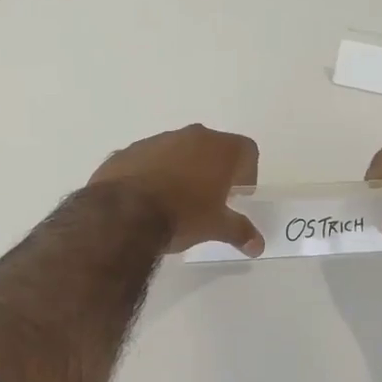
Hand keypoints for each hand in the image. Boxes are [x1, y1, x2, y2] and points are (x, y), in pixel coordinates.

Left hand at [90, 124, 263, 256]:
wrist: (122, 214)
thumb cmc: (182, 215)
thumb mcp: (216, 227)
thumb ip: (240, 231)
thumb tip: (258, 245)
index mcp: (219, 149)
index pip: (246, 150)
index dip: (247, 172)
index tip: (238, 195)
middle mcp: (190, 136)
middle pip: (212, 146)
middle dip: (214, 169)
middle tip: (210, 198)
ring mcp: (156, 140)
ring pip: (178, 150)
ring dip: (182, 168)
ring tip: (176, 200)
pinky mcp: (128, 151)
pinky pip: (149, 159)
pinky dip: (153, 173)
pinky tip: (147, 199)